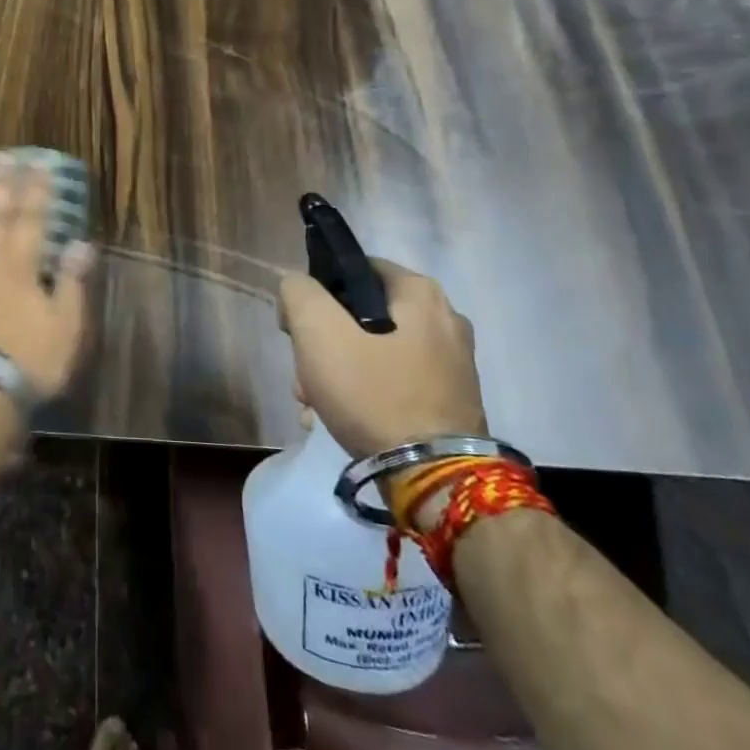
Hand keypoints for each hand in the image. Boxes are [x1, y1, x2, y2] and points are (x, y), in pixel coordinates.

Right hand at [277, 261, 485, 458]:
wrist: (433, 480)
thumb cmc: (374, 393)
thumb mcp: (318, 330)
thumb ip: (299, 292)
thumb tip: (299, 288)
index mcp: (420, 293)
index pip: (353, 269)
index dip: (316, 293)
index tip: (298, 327)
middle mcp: (445, 320)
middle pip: (360, 316)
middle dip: (323, 344)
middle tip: (303, 374)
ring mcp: (451, 364)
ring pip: (373, 352)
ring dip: (336, 373)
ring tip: (313, 405)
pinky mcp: (450, 401)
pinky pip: (393, 383)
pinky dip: (364, 395)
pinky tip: (338, 420)